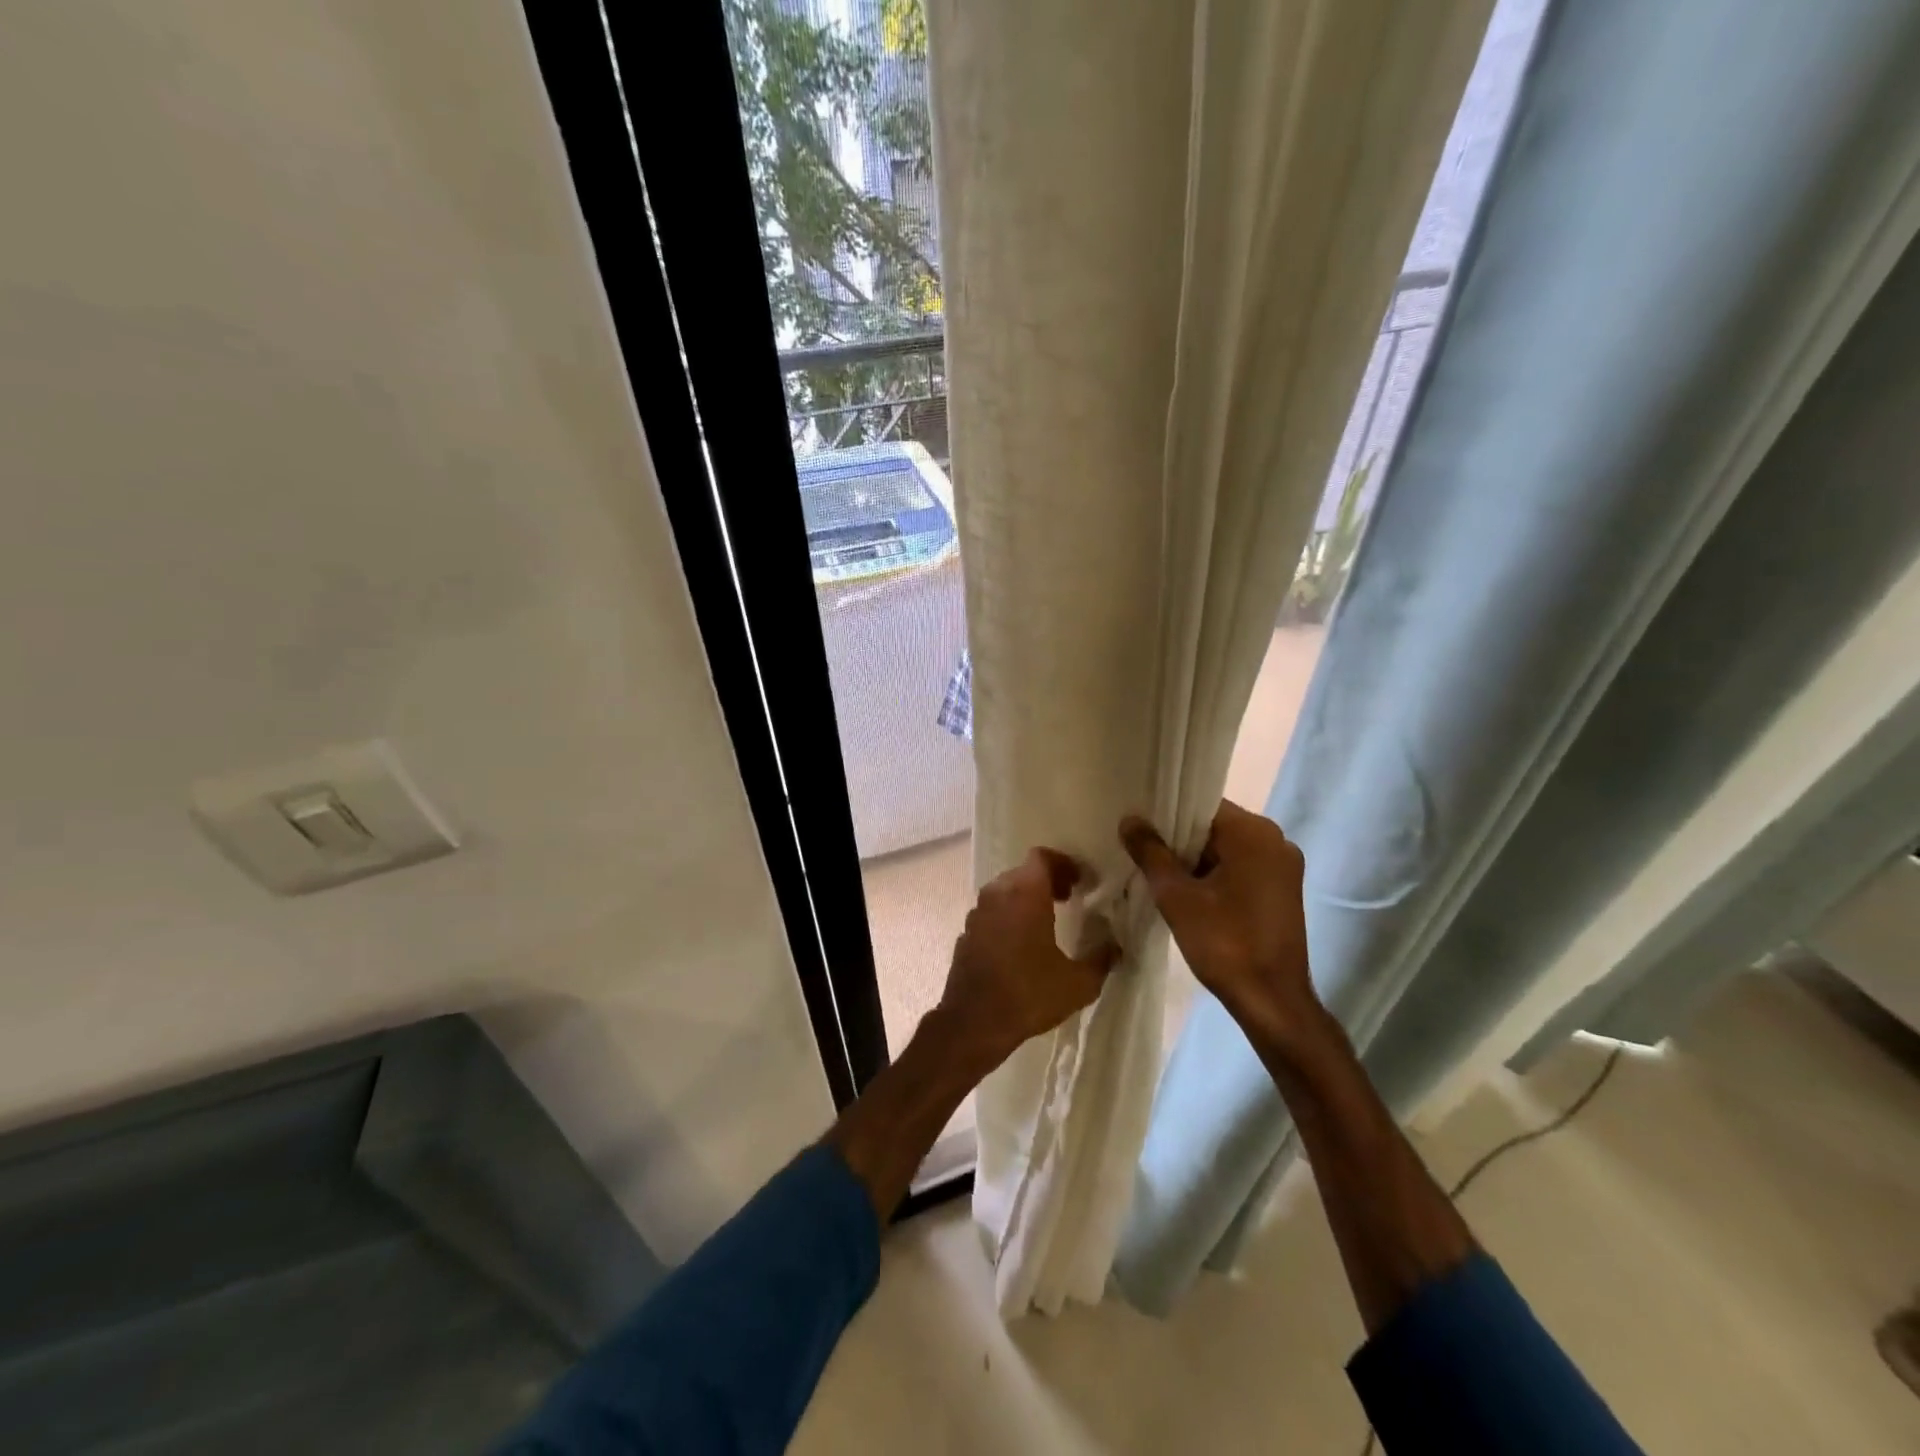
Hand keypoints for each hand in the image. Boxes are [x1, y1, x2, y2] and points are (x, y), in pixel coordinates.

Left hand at [933, 848, 1119, 1074]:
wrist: (974, 1022)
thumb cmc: (1029, 994)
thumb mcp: (1078, 982)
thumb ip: (1101, 958)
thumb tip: (1116, 945)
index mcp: (1025, 893)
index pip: (1042, 857)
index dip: (1064, 864)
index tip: (1082, 882)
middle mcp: (997, 894)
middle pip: (1023, 872)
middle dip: (1048, 880)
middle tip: (1070, 898)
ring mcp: (977, 913)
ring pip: (1005, 891)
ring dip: (1026, 897)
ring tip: (1047, 920)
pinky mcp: (966, 934)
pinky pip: (991, 913)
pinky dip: (1008, 916)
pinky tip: (1021, 944)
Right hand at [1120, 800, 1323, 1046]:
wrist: (1272, 1002)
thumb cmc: (1224, 942)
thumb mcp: (1176, 896)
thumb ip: (1150, 852)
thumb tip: (1129, 820)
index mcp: (1254, 833)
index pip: (1201, 805)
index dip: (1166, 814)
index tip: (1138, 827)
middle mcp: (1276, 840)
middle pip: (1214, 826)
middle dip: (1179, 839)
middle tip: (1141, 851)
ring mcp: (1284, 867)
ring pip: (1227, 849)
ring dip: (1195, 860)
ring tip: (1158, 873)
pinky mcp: (1283, 891)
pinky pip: (1241, 868)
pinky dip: (1215, 874)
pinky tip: (1187, 893)